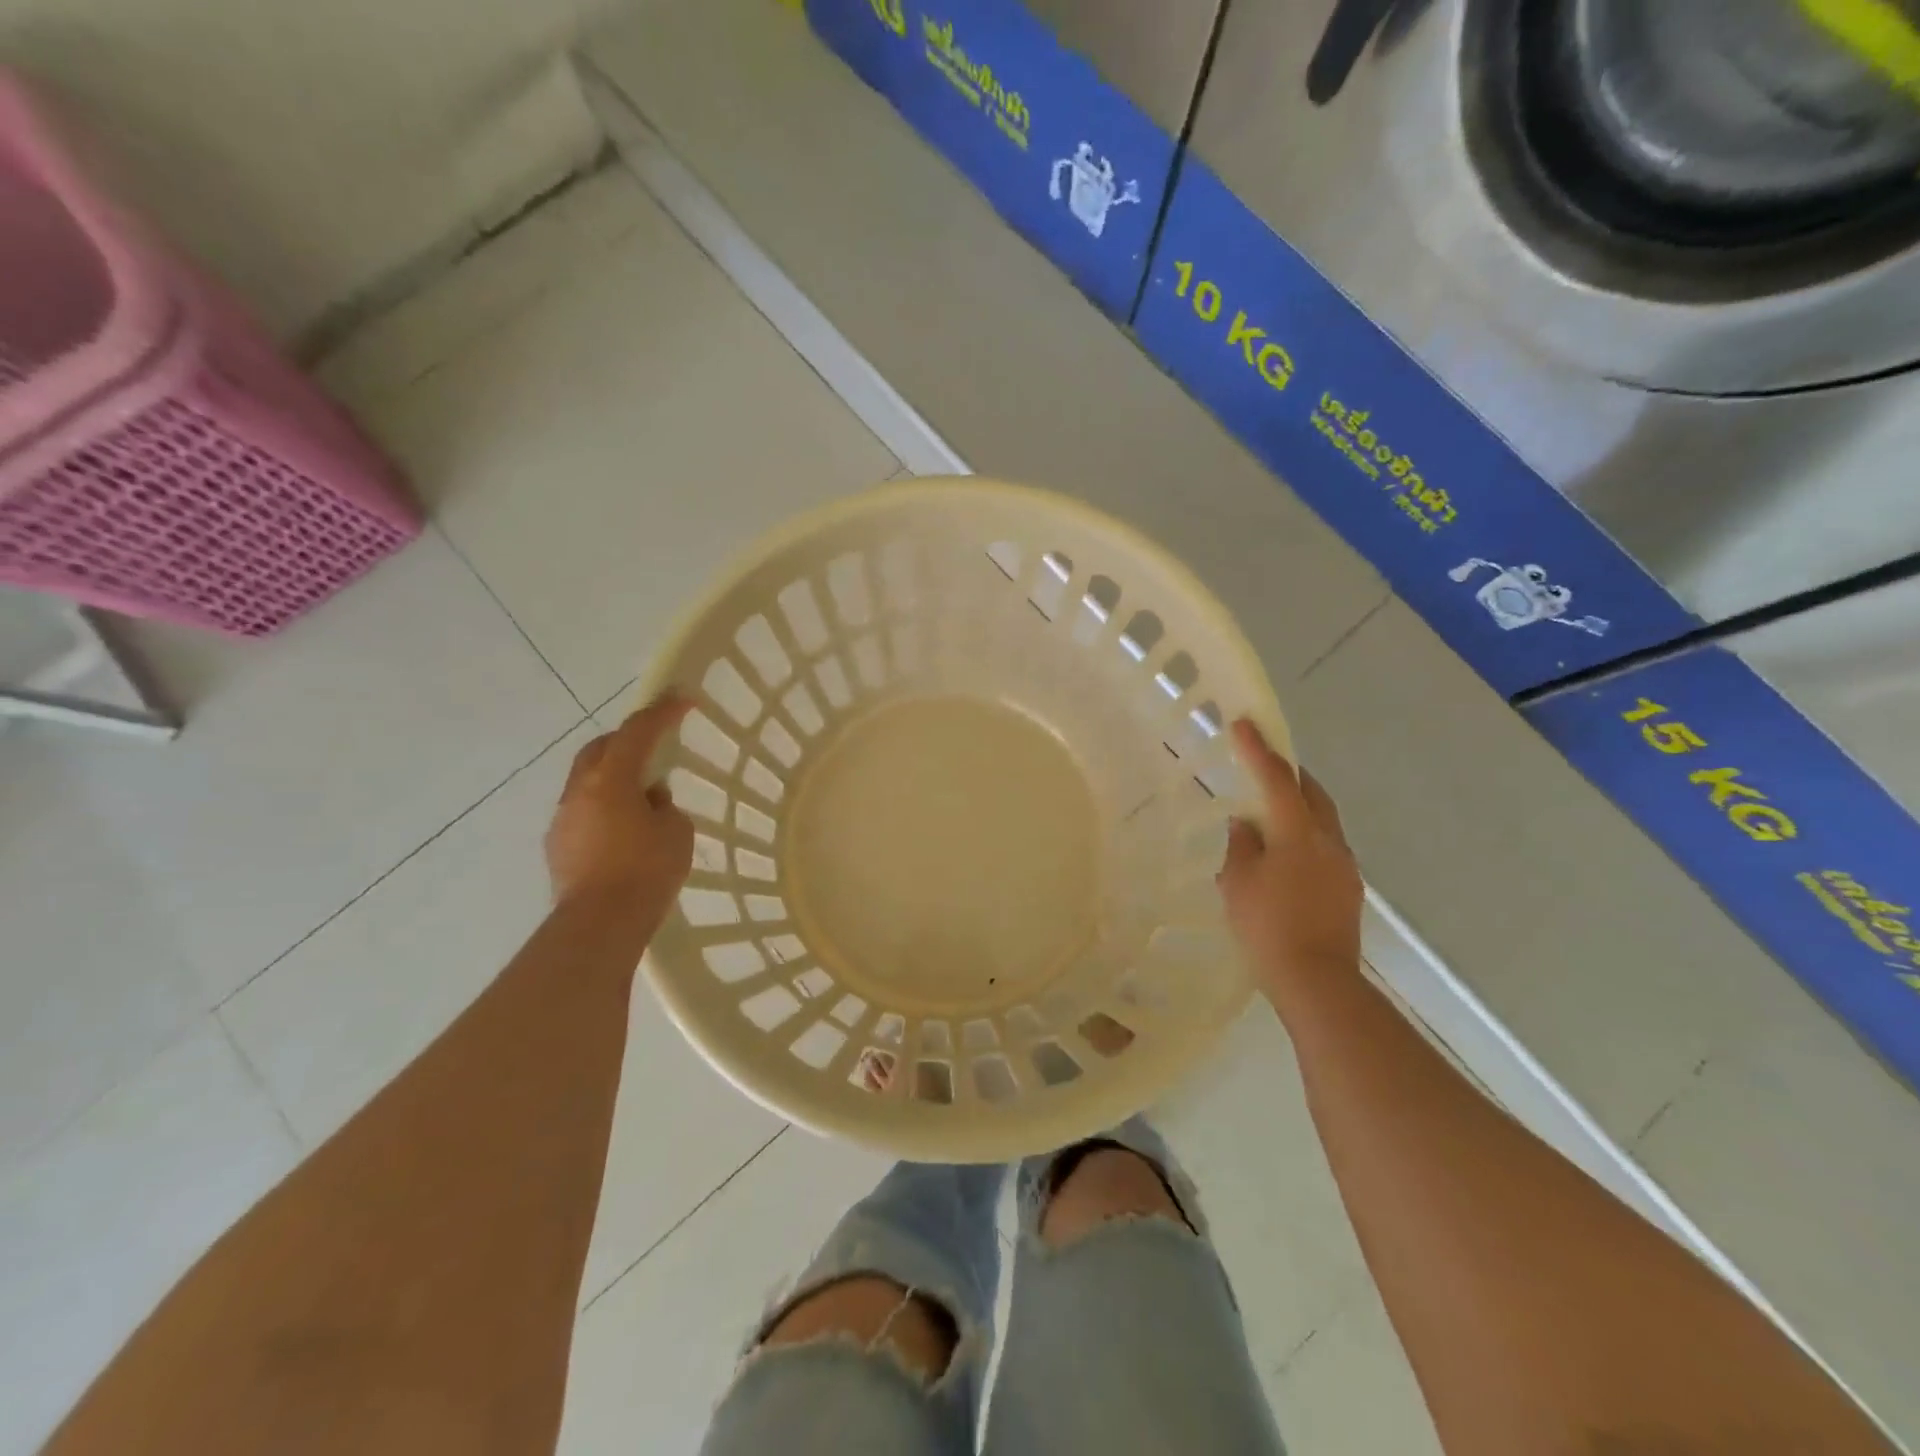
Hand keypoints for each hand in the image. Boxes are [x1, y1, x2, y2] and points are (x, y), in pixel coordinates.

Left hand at [546, 696, 695, 911]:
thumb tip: (649, 800)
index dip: (663, 712)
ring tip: (642, 795)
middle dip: (628, 739)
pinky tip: (623, 829)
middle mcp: (580, 790)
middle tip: (655, 745)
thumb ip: (665, 806)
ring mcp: (563, 818)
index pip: (638, 731)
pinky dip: (604, 806)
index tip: (684, 699)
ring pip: (588, 780)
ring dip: (614, 776)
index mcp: (611, 779)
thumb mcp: (676, 832)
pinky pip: (583, 810)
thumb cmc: (646, 871)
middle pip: (601, 748)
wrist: (600, 924)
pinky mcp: (558, 845)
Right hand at [1217, 719, 1362, 1008]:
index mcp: (1298, 832)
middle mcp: (1328, 840)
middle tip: (1263, 767)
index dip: (1257, 749)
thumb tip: (1246, 825)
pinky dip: (1304, 838)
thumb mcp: (1238, 882)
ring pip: (1322, 821)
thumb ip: (1242, 845)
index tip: (1243, 723)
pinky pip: (1325, 848)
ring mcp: (1344, 865)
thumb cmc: (1267, 927)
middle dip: (1289, 775)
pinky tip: (1285, 859)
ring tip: (1270, 817)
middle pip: (1312, 793)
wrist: (1317, 981)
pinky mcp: (1348, 889)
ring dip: (1298, 808)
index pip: (1276, 778)